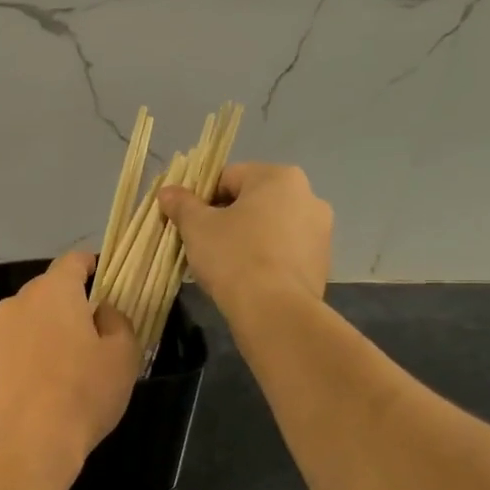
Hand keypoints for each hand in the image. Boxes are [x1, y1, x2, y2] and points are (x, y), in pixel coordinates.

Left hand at [0, 252, 139, 485]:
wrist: (23, 448)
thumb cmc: (81, 395)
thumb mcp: (122, 357)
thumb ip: (117, 321)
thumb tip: (100, 311)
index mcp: (53, 291)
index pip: (73, 261)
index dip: (92, 266)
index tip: (105, 280)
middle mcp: (17, 302)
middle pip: (48, 290)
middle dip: (69, 304)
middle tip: (92, 333)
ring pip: (27, 319)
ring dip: (45, 331)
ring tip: (63, 365)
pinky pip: (11, 346)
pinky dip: (26, 355)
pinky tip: (38, 385)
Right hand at [158, 163, 331, 313]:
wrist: (275, 312)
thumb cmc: (234, 257)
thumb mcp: (197, 227)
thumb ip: (182, 204)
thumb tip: (168, 192)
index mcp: (279, 177)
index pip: (228, 177)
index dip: (201, 197)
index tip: (187, 221)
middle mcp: (308, 196)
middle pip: (252, 201)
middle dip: (226, 218)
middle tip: (202, 242)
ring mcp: (321, 231)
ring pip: (270, 226)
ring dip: (247, 237)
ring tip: (223, 264)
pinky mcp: (322, 262)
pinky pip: (284, 251)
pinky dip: (266, 258)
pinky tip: (247, 278)